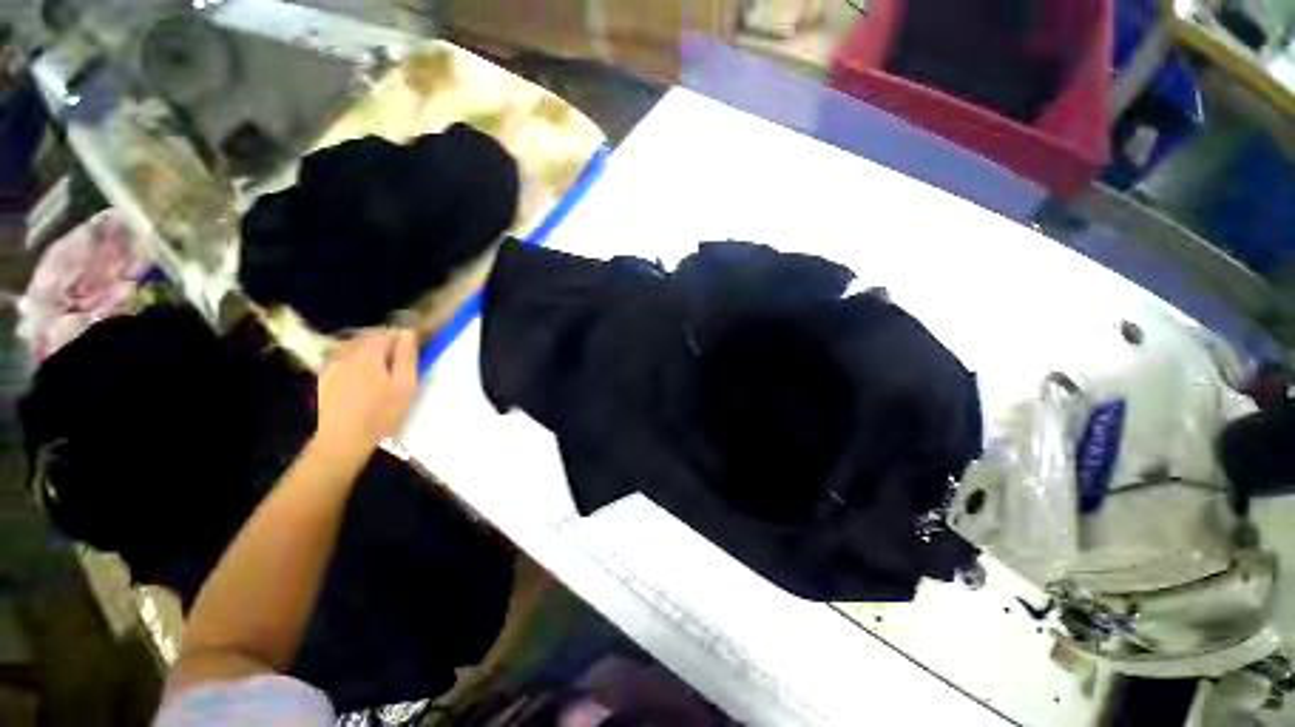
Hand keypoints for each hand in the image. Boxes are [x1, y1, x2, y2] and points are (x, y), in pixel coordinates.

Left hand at [314, 328, 418, 461]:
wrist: (342, 440)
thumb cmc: (381, 414)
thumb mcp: (405, 386)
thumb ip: (407, 357)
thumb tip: (408, 334)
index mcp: (369, 354)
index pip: (387, 332)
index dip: (401, 337)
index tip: (412, 348)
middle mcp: (347, 353)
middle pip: (368, 337)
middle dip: (385, 341)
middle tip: (399, 357)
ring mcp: (332, 365)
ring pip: (353, 346)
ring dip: (369, 349)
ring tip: (381, 365)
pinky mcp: (324, 377)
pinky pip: (342, 358)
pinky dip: (354, 360)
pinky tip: (361, 376)